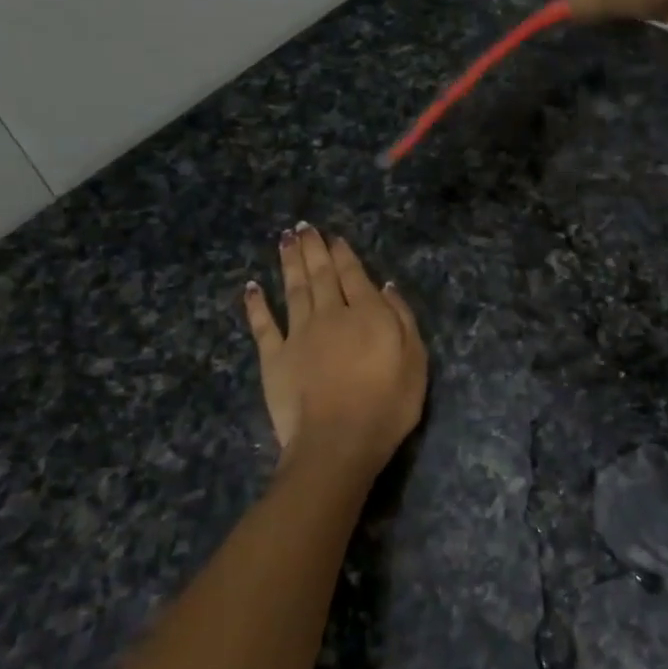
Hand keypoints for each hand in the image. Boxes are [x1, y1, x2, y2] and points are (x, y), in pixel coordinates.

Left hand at [243, 224, 426, 474]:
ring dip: (289, 263)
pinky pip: (263, 324)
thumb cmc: (387, 405)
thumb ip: (402, 319)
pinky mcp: (274, 357)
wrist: (337, 441)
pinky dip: (256, 304)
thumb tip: (385, 287)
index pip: (353, 275)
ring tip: (285, 239)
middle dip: (312, 248)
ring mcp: (298, 334)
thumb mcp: (415, 361)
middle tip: (303, 226)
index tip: (334, 238)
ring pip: (293, 289)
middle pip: (320, 275)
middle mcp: (330, 314)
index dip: (343, 254)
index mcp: (366, 314)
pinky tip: (252, 287)